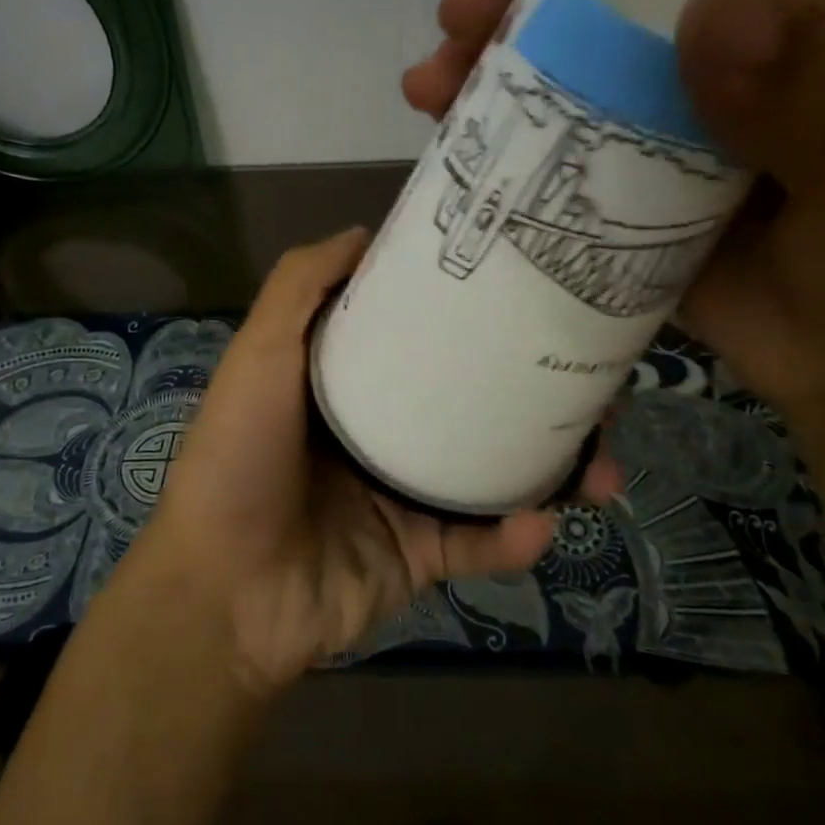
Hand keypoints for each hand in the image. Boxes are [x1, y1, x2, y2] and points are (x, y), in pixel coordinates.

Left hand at [120, 229, 568, 698]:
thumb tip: (366, 231)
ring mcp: (406, 497)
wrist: (223, 593)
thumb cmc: (239, 459)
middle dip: (536, 396)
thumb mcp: (260, 355)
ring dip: (553, 470)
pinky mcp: (419, 556)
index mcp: (352, 385)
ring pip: (495, 474)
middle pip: (474, 404)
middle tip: (596, 383)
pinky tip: (542, 522)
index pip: (424, 340)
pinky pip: (480, 543)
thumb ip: (300, 287)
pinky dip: (514, 537)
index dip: (473, 319)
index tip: (530, 295)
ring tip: (602, 461)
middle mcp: (385, 434)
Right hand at [406, 0, 824, 424]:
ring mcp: (673, 96)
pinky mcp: (630, 158)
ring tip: (434, 77)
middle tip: (462, 9)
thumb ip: (809, 104)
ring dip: (493, 43)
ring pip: (571, 38)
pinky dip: (497, 112)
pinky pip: (554, 114)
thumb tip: (711, 4)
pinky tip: (448, 123)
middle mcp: (736, 29)